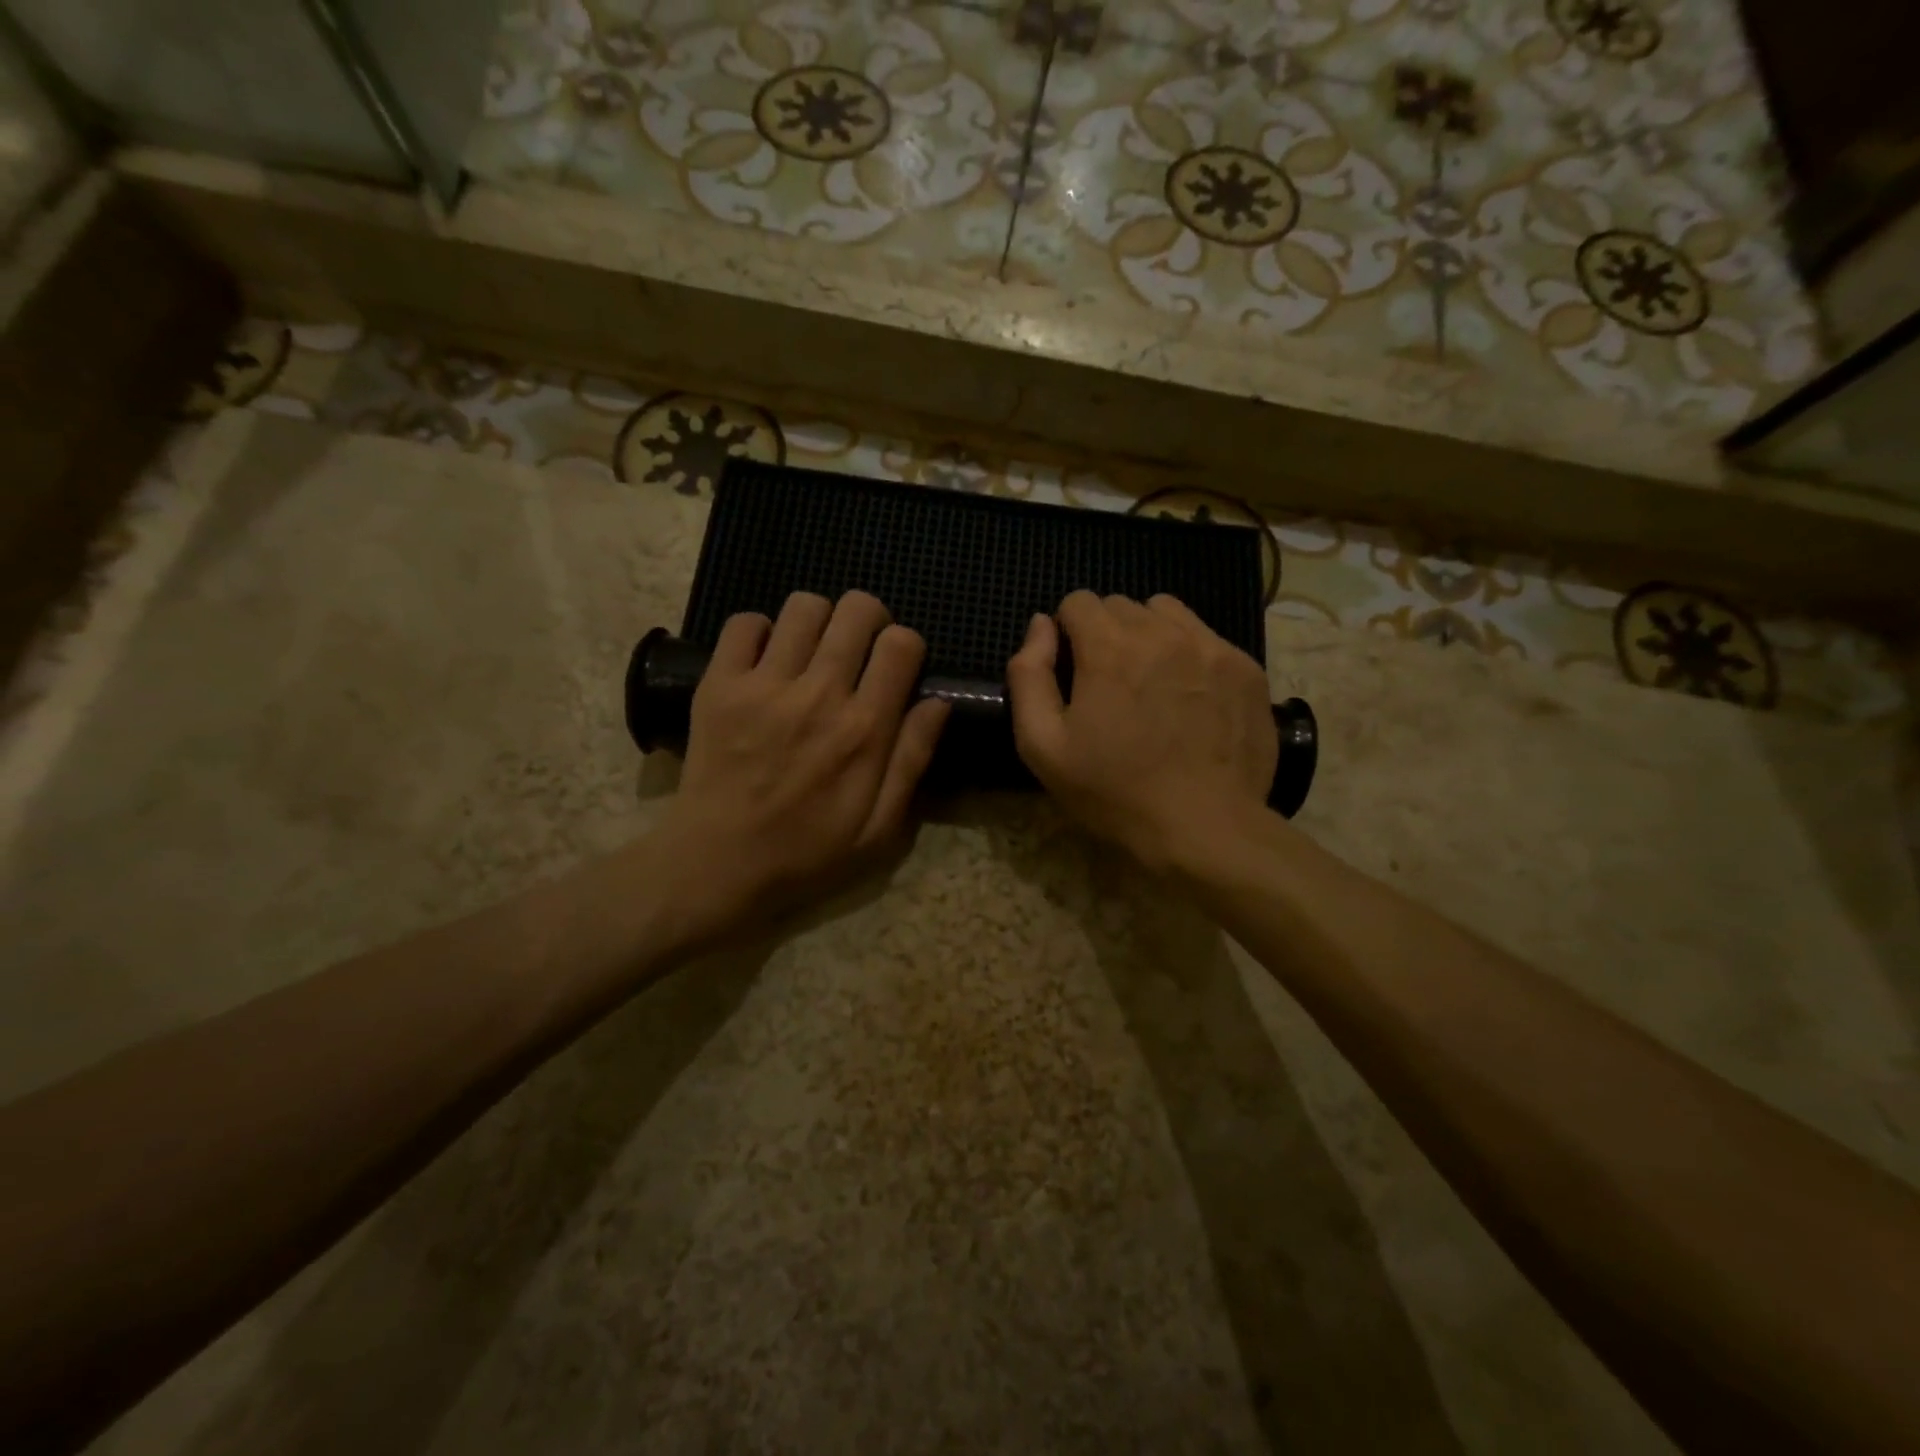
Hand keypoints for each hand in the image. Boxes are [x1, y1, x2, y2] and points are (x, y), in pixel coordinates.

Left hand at [658, 591, 949, 935]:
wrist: (718, 864)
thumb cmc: (807, 851)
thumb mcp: (880, 828)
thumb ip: (912, 760)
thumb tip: (938, 701)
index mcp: (865, 729)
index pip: (902, 645)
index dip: (907, 645)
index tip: (896, 667)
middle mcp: (819, 695)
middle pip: (857, 610)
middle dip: (869, 619)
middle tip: (859, 649)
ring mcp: (764, 685)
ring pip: (804, 605)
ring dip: (819, 620)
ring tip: (813, 651)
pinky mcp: (719, 684)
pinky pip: (745, 623)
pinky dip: (761, 631)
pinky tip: (767, 660)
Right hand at [1007, 591, 1276, 871]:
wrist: (1205, 827)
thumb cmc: (1114, 792)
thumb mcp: (1043, 745)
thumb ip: (1029, 675)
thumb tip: (1040, 625)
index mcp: (1109, 647)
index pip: (1078, 601)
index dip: (1067, 633)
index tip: (1073, 673)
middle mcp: (1162, 632)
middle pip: (1121, 605)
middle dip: (1106, 634)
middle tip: (1110, 686)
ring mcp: (1211, 646)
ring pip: (1166, 613)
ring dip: (1148, 635)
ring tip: (1150, 683)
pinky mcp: (1246, 667)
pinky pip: (1206, 637)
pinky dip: (1188, 654)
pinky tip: (1189, 698)